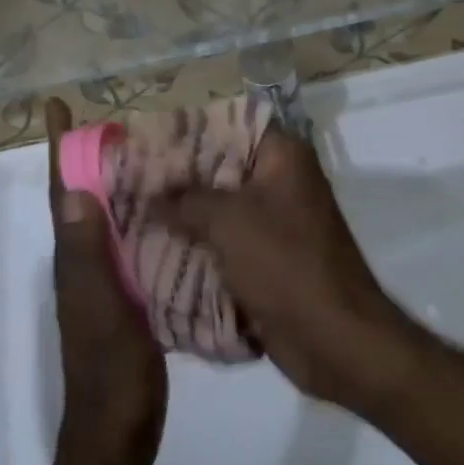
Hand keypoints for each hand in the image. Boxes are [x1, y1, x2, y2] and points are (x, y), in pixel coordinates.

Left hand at [45, 98, 165, 464]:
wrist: (117, 438)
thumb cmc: (112, 374)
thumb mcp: (102, 311)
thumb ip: (87, 257)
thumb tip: (73, 191)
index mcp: (74, 260)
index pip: (63, 192)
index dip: (59, 149)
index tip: (57, 106)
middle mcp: (82, 263)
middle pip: (81, 198)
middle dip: (88, 156)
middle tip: (117, 120)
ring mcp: (101, 281)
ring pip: (103, 218)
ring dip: (113, 183)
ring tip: (143, 152)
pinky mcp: (123, 297)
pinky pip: (125, 242)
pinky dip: (135, 217)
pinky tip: (164, 210)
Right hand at [159, 132, 416, 412]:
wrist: (334, 340)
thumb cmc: (285, 264)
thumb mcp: (229, 221)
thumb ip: (185, 200)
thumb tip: (148, 193)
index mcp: (283, 156)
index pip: (229, 124)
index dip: (188, 130)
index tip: (147, 139)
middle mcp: (280, 180)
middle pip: (220, 167)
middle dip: (177, 177)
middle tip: (129, 178)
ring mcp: (274, 221)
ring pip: (219, 207)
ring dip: (183, 213)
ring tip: (131, 210)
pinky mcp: (266, 258)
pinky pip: (224, 241)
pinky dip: (196, 244)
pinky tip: (154, 244)